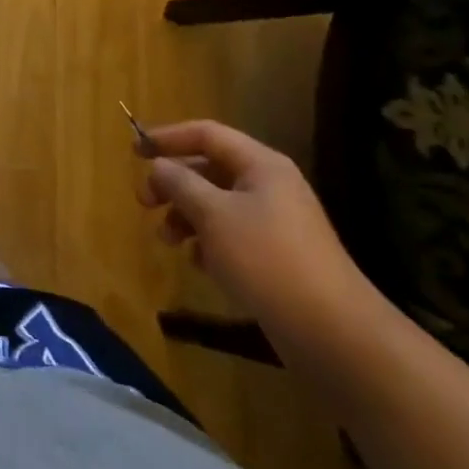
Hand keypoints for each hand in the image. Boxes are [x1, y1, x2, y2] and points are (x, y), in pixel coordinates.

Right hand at [137, 120, 376, 342]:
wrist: (334, 334)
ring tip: (167, 241)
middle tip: (144, 202)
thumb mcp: (213, 215)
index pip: (206, 134)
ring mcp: (276, 223)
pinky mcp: (277, 257)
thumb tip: (159, 165)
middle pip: (209, 169)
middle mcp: (270, 186)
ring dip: (186, 216)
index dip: (168, 137)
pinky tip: (198, 264)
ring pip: (217, 205)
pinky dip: (208, 243)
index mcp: (261, 165)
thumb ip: (180, 183)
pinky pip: (231, 235)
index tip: (134, 151)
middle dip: (173, 183)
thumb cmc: (267, 259)